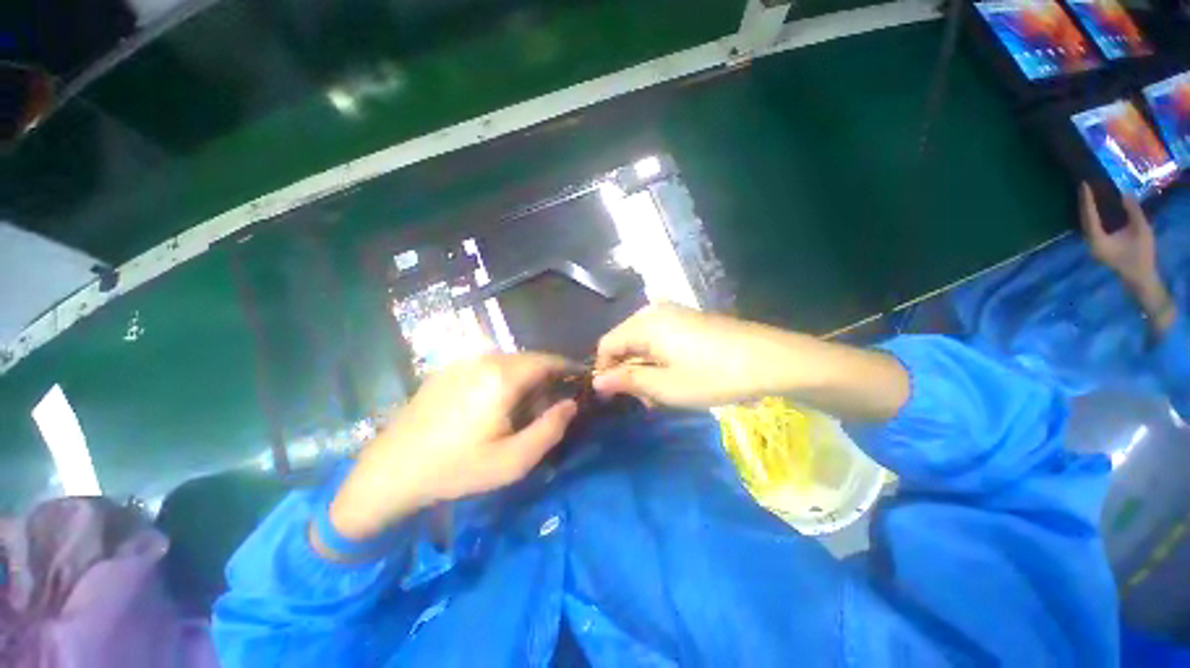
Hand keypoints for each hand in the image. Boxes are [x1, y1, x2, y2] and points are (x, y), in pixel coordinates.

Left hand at [329, 354, 577, 540]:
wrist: (391, 470)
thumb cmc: (457, 468)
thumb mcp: (513, 461)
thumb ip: (550, 429)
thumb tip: (571, 404)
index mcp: (502, 377)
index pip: (547, 361)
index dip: (567, 368)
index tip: (578, 381)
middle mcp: (484, 360)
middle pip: (529, 359)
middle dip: (547, 374)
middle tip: (553, 400)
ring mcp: (462, 362)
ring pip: (509, 361)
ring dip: (525, 375)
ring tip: (526, 403)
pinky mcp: (448, 370)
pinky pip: (488, 365)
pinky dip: (504, 376)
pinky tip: (495, 401)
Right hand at [593, 304, 789, 407]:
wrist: (770, 359)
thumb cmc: (713, 375)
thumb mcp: (665, 386)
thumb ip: (627, 381)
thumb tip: (597, 381)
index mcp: (644, 324)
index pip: (606, 345)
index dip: (604, 371)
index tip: (612, 397)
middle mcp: (654, 311)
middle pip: (624, 341)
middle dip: (626, 371)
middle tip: (643, 400)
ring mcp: (674, 312)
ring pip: (642, 341)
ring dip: (643, 367)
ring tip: (659, 393)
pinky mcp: (689, 318)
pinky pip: (660, 336)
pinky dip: (658, 357)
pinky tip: (674, 375)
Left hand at [1079, 182, 1157, 287]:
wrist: (1140, 277)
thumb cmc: (1142, 255)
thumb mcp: (1142, 230)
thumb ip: (1133, 212)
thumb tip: (1124, 194)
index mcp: (1098, 241)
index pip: (1089, 216)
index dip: (1087, 200)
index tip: (1084, 185)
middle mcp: (1091, 243)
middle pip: (1084, 219)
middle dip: (1084, 202)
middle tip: (1083, 185)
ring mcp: (1093, 246)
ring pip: (1086, 223)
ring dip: (1086, 208)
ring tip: (1087, 193)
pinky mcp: (1098, 246)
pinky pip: (1091, 227)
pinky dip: (1091, 216)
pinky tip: (1094, 207)